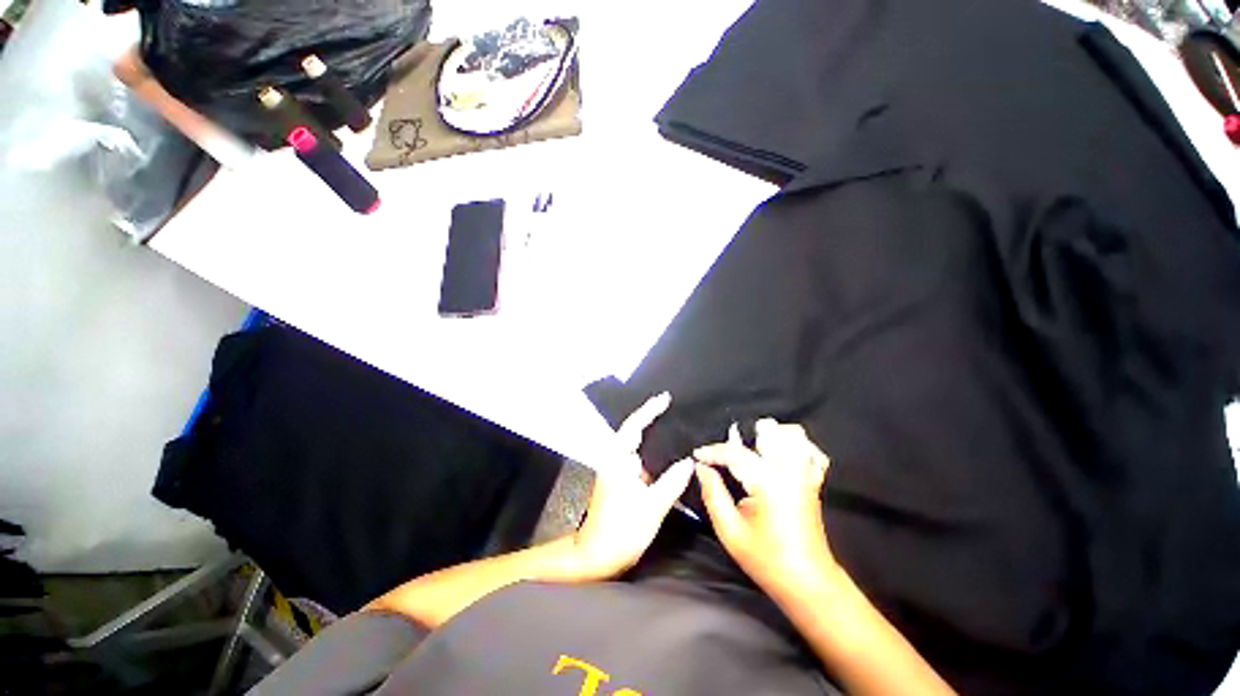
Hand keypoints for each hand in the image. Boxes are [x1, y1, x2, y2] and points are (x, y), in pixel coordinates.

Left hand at [571, 393, 693, 580]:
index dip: (649, 409)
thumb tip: (689, 462)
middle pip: (634, 431)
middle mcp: (616, 459)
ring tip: (675, 425)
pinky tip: (668, 454)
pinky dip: (654, 452)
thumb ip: (672, 481)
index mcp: (618, 459)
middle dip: (652, 417)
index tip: (665, 398)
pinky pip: (641, 459)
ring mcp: (618, 470)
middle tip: (674, 408)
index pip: (634, 425)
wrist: (598, 556)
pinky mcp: (622, 481)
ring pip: (638, 445)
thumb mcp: (652, 506)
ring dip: (653, 434)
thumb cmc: (622, 530)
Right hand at [694, 419, 837, 599]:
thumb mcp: (729, 531)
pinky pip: (811, 451)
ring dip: (770, 436)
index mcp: (767, 482)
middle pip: (771, 431)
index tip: (698, 455)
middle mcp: (789, 471)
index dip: (712, 452)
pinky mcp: (814, 482)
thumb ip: (713, 493)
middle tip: (729, 455)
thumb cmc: (766, 560)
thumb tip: (701, 469)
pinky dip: (795, 446)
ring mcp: (806, 474)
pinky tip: (781, 456)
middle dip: (744, 436)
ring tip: (754, 450)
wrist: (809, 583)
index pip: (734, 453)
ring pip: (793, 434)